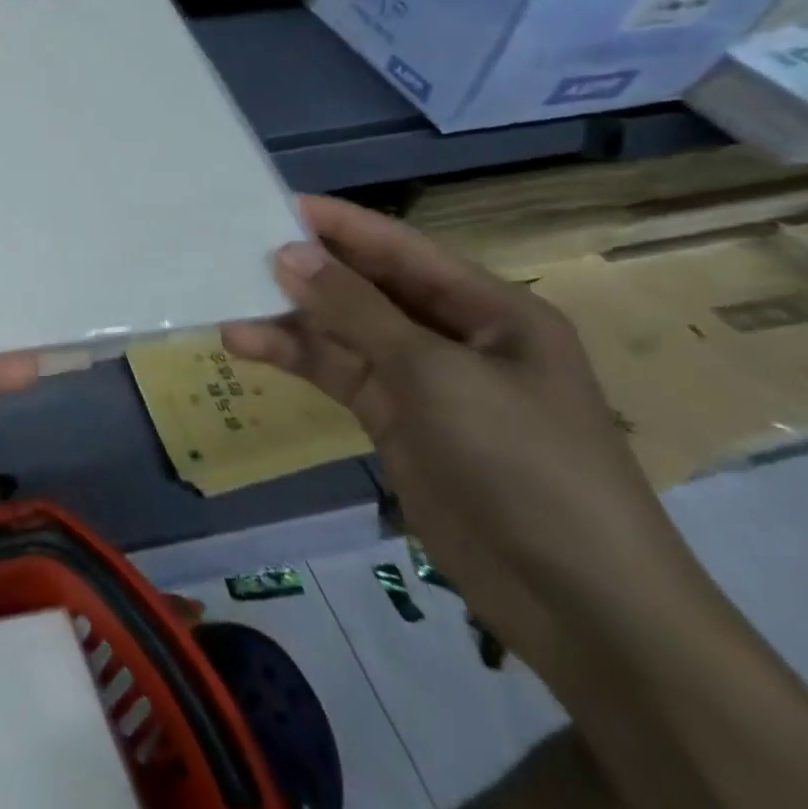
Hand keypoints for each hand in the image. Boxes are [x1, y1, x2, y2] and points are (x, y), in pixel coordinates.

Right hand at [223, 195, 700, 679]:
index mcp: (489, 309)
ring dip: (289, 317)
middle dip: (306, 268)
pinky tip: (244, 345)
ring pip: (342, 330)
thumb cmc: (524, 462)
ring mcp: (421, 380)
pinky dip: (293, 357)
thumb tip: (287, 252)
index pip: (400, 248)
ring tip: (229, 302)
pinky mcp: (393, 419)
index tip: (271, 203)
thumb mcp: (436, 374)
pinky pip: (335, 371)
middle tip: (236, 249)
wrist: (578, 604)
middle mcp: (453, 334)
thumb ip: (356, 309)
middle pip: (366, 286)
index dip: (338, 224)